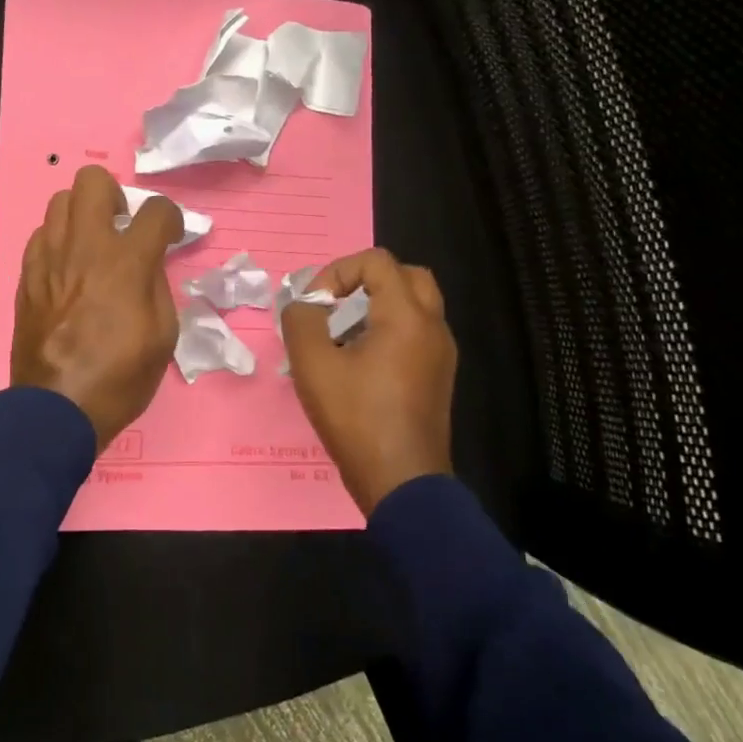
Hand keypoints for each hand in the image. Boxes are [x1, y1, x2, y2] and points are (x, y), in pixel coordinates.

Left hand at [11, 165, 181, 450]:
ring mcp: (49, 258)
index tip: (170, 235)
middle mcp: (84, 247)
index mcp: (126, 263)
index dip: (170, 217)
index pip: (155, 209)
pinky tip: (67, 268)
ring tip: (92, 245)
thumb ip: (158, 284)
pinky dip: (58, 241)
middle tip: (122, 228)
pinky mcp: (26, 276)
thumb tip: (148, 261)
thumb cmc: (120, 378)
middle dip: (115, 195)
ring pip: (60, 201)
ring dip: (82, 214)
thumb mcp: (162, 336)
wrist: (56, 409)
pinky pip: (40, 235)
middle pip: (92, 181)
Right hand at [281, 248, 457, 515]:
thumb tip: (305, 305)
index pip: (377, 260)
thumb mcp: (312, 364)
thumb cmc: (356, 417)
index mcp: (407, 316)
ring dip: (377, 307)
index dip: (338, 271)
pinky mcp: (438, 377)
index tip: (315, 305)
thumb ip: (301, 319)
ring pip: (414, 306)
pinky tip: (358, 365)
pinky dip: (388, 331)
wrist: (401, 480)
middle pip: (406, 276)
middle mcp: (433, 326)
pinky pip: (416, 334)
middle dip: (365, 282)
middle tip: (336, 308)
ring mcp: (441, 354)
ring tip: (342, 337)